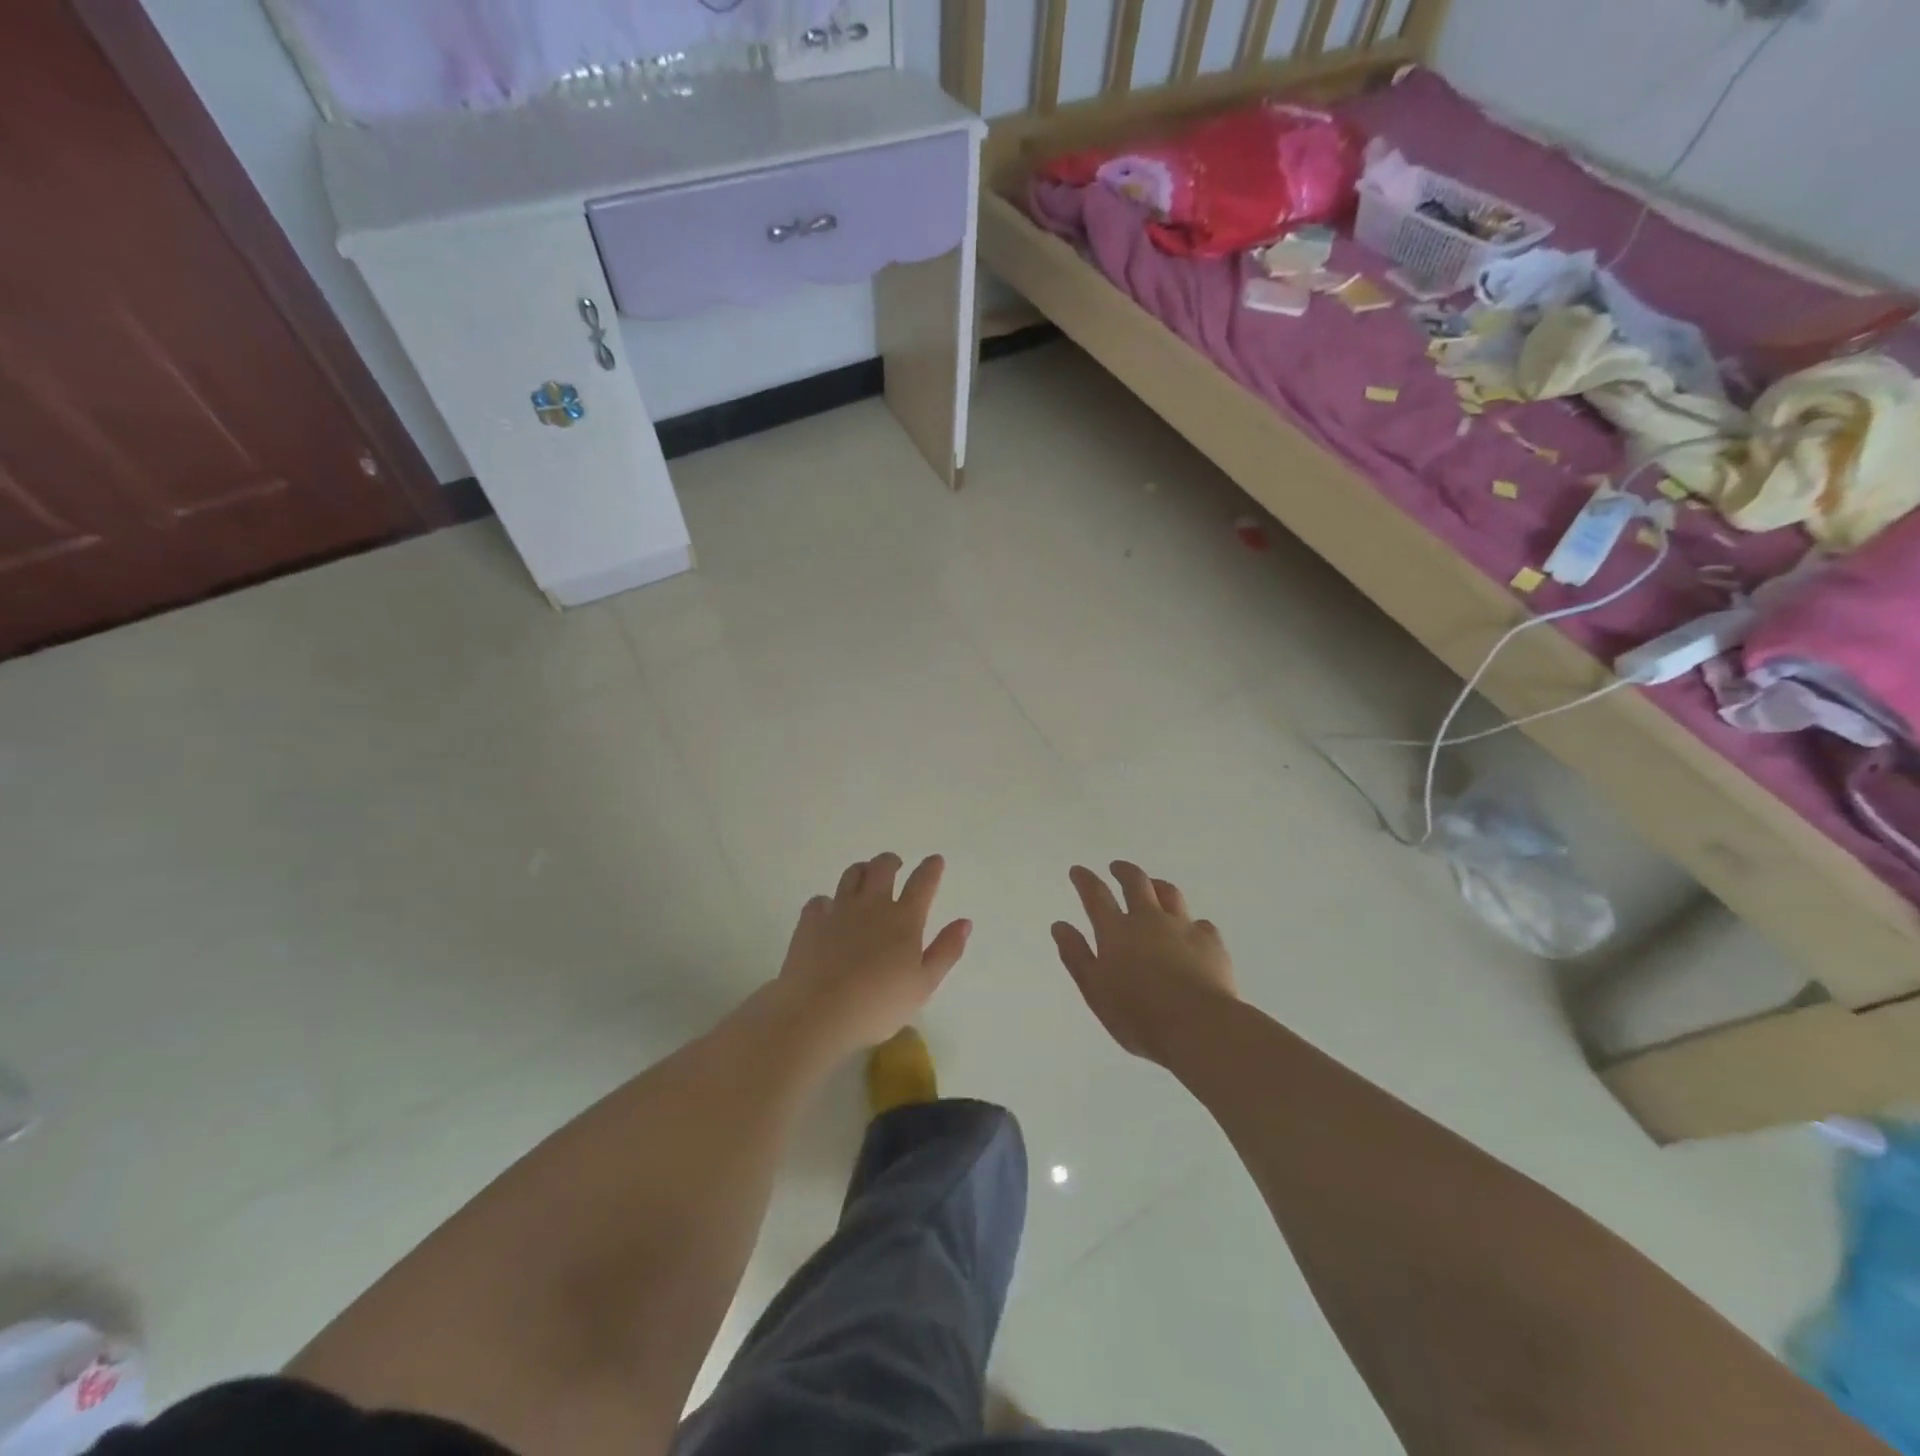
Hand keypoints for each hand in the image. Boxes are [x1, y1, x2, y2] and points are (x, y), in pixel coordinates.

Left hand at [774, 853, 970, 1056]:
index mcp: (904, 919)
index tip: (935, 860)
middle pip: (883, 867)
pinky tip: (828, 911)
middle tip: (896, 865)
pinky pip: (819, 900)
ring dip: (862, 871)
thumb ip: (946, 951)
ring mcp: (838, 910)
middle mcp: (872, 905)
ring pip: (851, 875)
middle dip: (892, 861)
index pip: (922, 883)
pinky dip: (827, 902)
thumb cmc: (878, 1005)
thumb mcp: (924, 985)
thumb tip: (964, 922)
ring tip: (865, 876)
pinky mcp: (810, 922)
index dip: (931, 868)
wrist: (818, 1013)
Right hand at [1052, 862, 1236, 1065]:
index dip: (1085, 880)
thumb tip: (1060, 926)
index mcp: (1116, 932)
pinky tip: (1192, 931)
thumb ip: (1077, 956)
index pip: (1096, 896)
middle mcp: (1149, 920)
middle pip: (1136, 883)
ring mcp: (1182, 927)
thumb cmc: (1138, 1016)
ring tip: (1154, 886)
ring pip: (1170, 894)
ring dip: (1158, 885)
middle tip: (1117, 867)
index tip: (1078, 870)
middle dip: (1124, 871)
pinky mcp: (1211, 942)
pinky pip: (1200, 923)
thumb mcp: (1095, 991)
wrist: (1199, 1027)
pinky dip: (1191, 923)